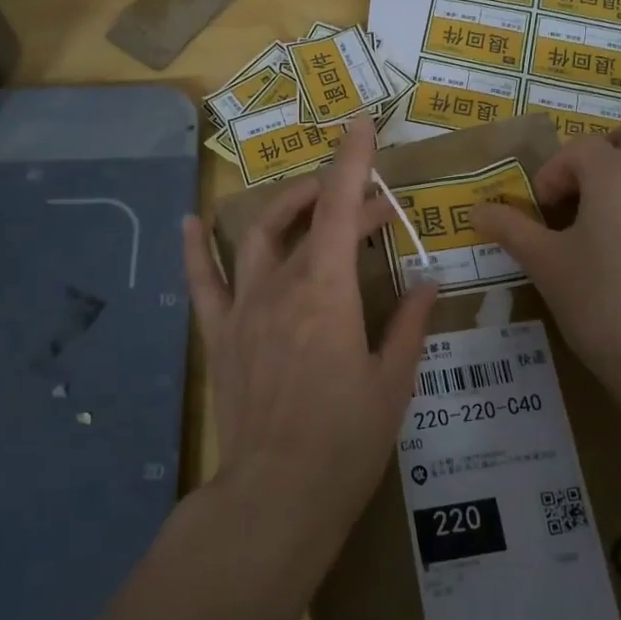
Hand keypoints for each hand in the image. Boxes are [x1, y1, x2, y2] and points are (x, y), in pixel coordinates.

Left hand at [182, 119, 437, 548]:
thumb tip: (430, 282)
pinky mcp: (220, 335)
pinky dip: (196, 248)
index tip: (360, 123)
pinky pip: (202, 282)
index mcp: (328, 291)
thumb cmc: (345, 443)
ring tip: (313, 201)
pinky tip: (190, 221)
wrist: (276, 496)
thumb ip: (409, 324)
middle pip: (306, 217)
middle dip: (340, 196)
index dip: (352, 161)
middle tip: (376, 209)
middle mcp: (281, 285)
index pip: (339, 207)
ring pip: (258, 235)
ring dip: (286, 207)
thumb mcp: (393, 383)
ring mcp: (244, 308)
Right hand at [475, 119, 620, 439]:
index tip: (540, 214)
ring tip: (607, 209)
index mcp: (618, 173)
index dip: (551, 176)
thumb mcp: (546, 265)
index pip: (577, 150)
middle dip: (604, 151)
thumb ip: (511, 230)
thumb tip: (477, 211)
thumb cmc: (603, 304)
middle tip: (580, 189)